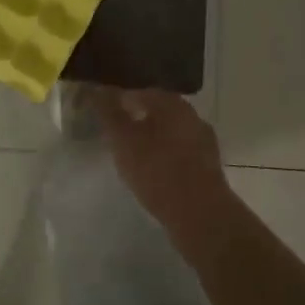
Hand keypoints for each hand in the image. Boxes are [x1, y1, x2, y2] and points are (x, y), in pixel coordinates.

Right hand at [88, 87, 229, 222]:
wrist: (200, 214)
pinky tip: (152, 171)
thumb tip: (96, 89)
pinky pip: (179, 153)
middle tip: (115, 134)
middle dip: (136, 119)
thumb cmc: (157, 170)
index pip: (140, 92)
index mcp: (172, 104)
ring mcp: (203, 142)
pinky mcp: (208, 166)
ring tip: (131, 155)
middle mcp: (192, 116)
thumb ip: (109, 113)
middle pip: (158, 111)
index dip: (119, 100)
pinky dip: (163, 156)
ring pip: (170, 133)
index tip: (103, 114)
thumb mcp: (124, 140)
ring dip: (151, 139)